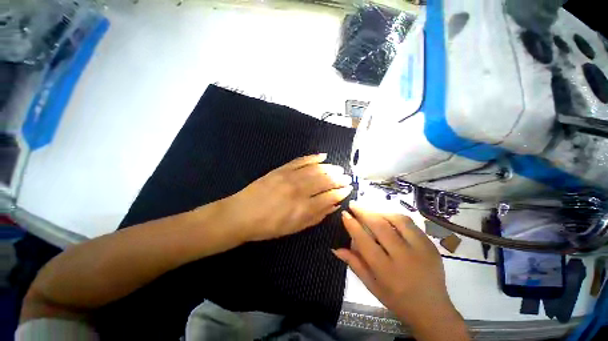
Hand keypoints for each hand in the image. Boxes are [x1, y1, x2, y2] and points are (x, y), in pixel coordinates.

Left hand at [220, 154, 352, 241]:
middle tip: (347, 177)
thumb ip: (316, 217)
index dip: (341, 192)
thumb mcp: (294, 228)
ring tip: (339, 168)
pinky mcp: (281, 169)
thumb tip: (333, 206)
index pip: (329, 197)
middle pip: (325, 181)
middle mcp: (299, 190)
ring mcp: (289, 177)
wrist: (241, 214)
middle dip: (339, 179)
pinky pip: (301, 161)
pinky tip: (322, 156)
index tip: (348, 189)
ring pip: (315, 169)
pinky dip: (313, 157)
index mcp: (303, 208)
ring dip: (330, 168)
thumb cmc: (268, 226)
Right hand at [333, 202, 468, 339]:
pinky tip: (385, 216)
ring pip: (397, 220)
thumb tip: (336, 248)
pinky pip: (410, 223)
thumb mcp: (372, 286)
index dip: (353, 225)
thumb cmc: (397, 299)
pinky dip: (394, 216)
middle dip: (364, 212)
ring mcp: (421, 249)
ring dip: (379, 211)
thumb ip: (354, 264)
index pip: (365, 242)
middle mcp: (405, 258)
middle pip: (381, 226)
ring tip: (368, 210)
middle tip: (353, 204)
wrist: (432, 309)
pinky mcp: (430, 244)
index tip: (344, 214)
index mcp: (387, 272)